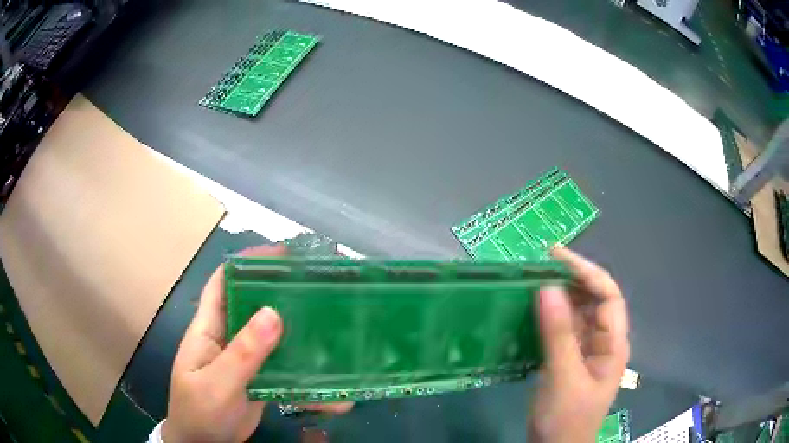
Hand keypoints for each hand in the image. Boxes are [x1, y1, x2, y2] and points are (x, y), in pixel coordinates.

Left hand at [163, 244, 350, 442]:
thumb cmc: (199, 412)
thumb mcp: (217, 384)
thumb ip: (243, 353)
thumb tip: (273, 313)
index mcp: (209, 329)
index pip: (223, 283)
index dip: (246, 263)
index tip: (281, 255)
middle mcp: (228, 338)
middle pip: (253, 305)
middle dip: (281, 293)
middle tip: (317, 288)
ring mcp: (245, 360)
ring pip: (272, 337)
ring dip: (298, 333)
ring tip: (331, 328)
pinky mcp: (259, 379)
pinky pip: (282, 368)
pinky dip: (303, 372)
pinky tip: (328, 383)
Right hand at [528, 246, 629, 442]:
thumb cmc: (566, 418)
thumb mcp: (564, 378)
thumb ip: (558, 334)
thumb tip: (547, 287)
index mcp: (612, 343)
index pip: (608, 296)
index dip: (587, 272)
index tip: (556, 257)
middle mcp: (602, 341)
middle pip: (593, 300)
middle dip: (571, 279)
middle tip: (539, 265)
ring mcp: (585, 350)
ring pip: (576, 313)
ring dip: (558, 296)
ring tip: (532, 280)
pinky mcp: (567, 359)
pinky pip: (561, 329)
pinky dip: (548, 316)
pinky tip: (531, 310)